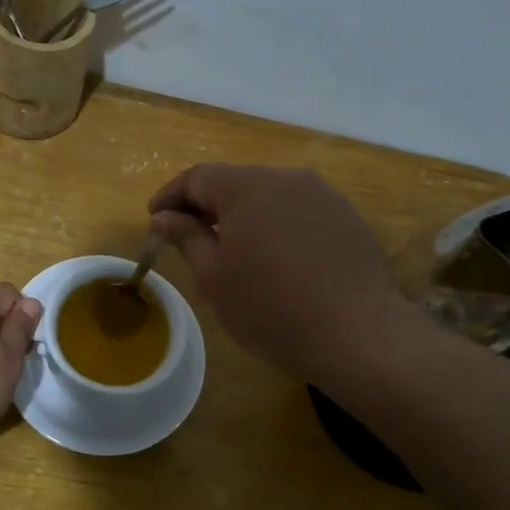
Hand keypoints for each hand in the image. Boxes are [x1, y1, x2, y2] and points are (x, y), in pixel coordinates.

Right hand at [148, 164, 413, 385]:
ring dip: (243, 214)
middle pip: (234, 181)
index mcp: (246, 186)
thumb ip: (185, 237)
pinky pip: (297, 211)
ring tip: (231, 247)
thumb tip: (162, 217)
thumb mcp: (213, 276)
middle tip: (187, 235)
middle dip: (206, 204)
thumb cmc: (269, 306)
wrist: (355, 332)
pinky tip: (275, 256)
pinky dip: (276, 224)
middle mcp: (285, 177)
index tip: (153, 220)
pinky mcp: (345, 216)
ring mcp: (321, 195)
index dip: (170, 196)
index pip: (197, 177)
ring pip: (268, 194)